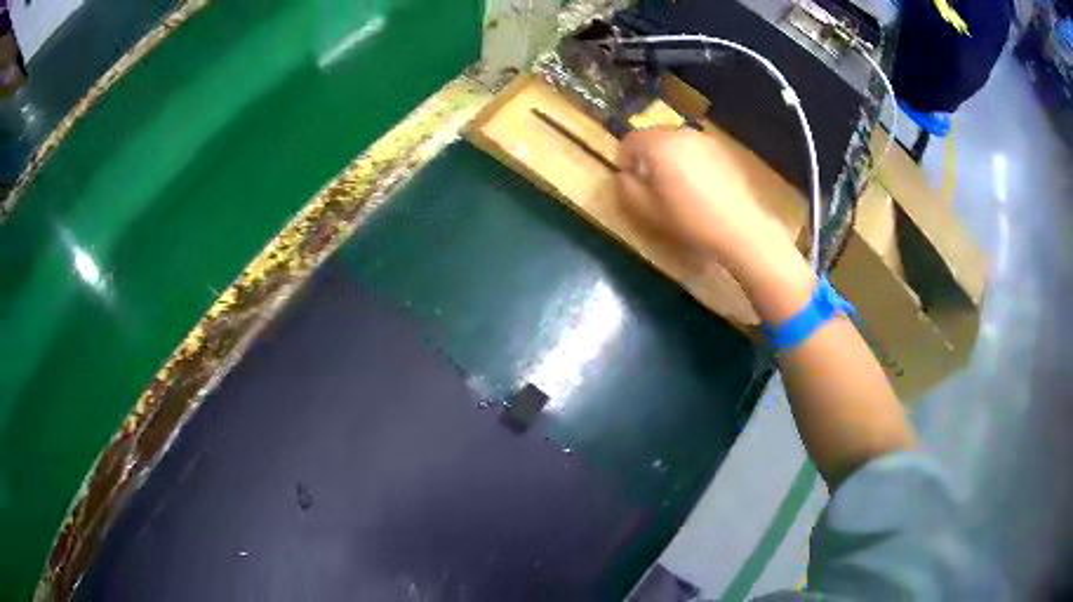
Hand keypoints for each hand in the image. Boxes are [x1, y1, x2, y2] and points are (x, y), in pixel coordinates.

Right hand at [616, 127, 786, 270]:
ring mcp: (704, 140)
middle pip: (654, 135)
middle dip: (647, 154)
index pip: (631, 139)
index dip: (624, 157)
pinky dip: (689, 159)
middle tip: (649, 179)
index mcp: (659, 145)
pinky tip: (698, 185)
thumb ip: (628, 188)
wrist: (739, 226)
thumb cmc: (689, 219)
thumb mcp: (649, 210)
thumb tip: (624, 175)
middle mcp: (681, 134)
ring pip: (677, 141)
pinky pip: (696, 149)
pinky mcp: (722, 150)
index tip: (627, 176)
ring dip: (669, 155)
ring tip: (674, 182)